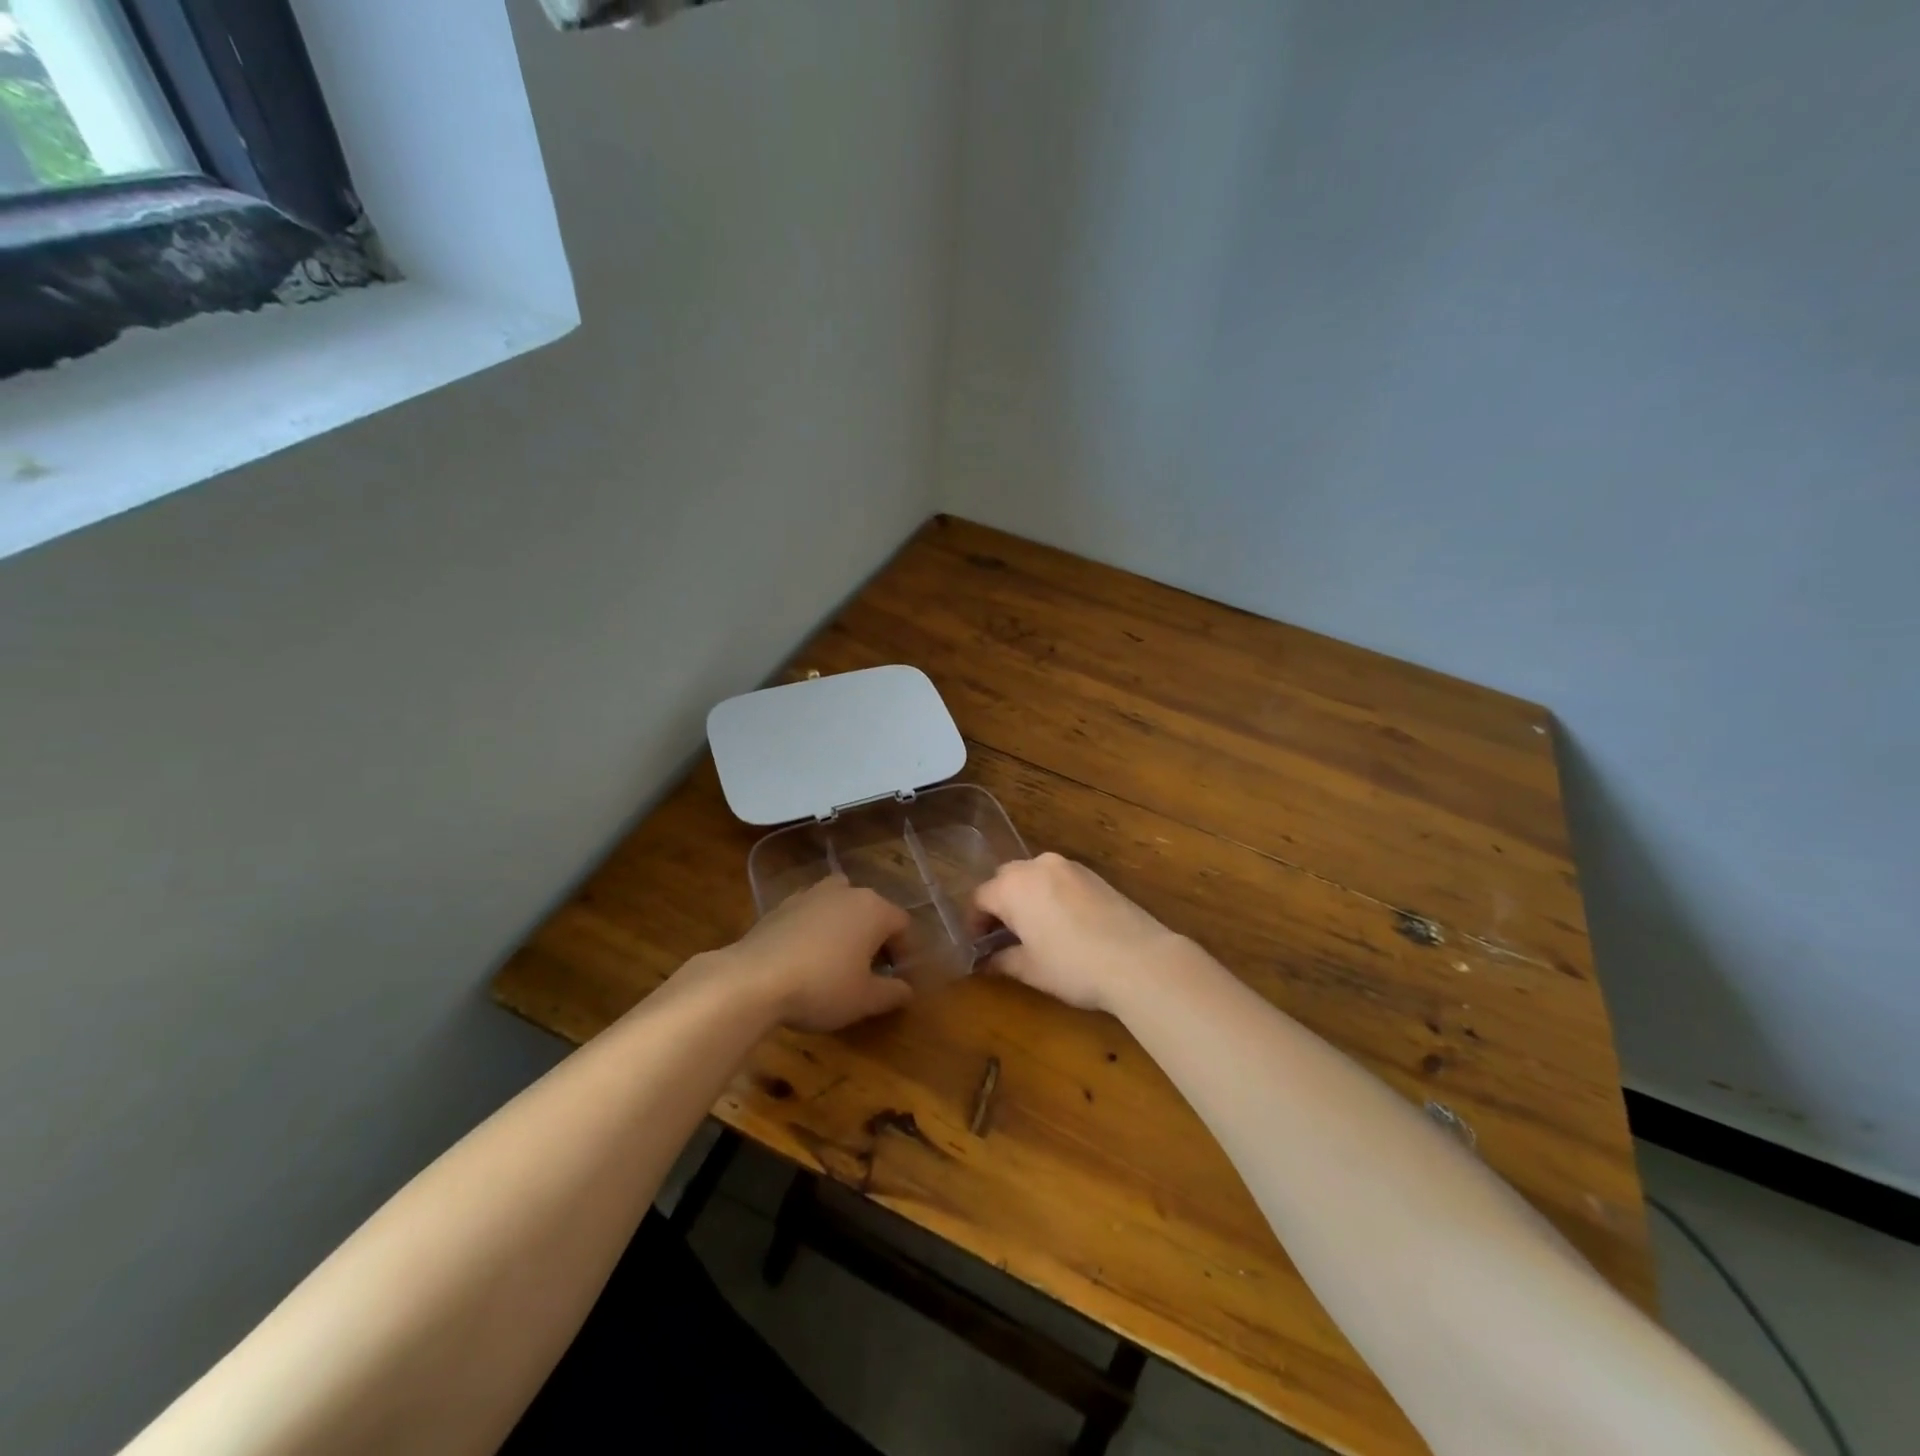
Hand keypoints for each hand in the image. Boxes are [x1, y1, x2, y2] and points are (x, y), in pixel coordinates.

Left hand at [727, 875, 913, 1031]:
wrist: (753, 979)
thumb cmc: (821, 987)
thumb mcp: (864, 1000)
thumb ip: (892, 993)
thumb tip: (907, 990)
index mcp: (874, 909)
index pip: (902, 925)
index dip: (904, 951)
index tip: (896, 977)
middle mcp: (846, 892)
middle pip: (872, 909)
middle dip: (875, 936)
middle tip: (870, 969)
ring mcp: (811, 894)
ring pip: (839, 903)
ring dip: (844, 925)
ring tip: (837, 956)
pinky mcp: (782, 904)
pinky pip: (810, 912)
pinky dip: (815, 927)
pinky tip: (805, 955)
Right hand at [972, 853, 1186, 1014]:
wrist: (1138, 959)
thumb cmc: (1073, 966)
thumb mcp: (1031, 969)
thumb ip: (1002, 960)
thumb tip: (985, 962)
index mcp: (1014, 886)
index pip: (980, 897)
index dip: (975, 923)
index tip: (978, 946)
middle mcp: (1037, 866)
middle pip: (1005, 879)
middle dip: (1000, 904)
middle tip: (1003, 936)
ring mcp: (1068, 866)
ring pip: (1034, 876)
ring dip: (1026, 896)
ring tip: (1034, 929)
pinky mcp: (1093, 874)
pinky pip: (1059, 879)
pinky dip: (1051, 895)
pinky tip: (1063, 923)